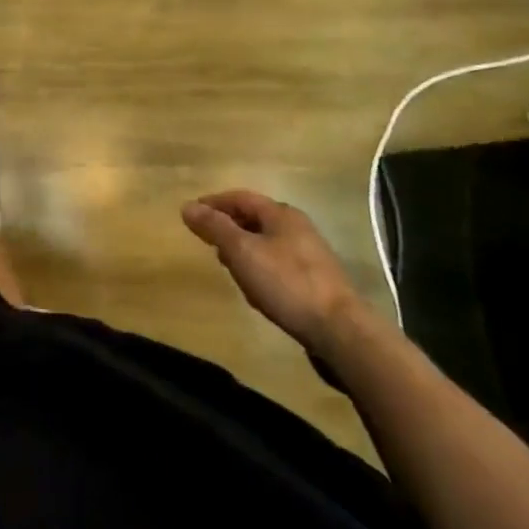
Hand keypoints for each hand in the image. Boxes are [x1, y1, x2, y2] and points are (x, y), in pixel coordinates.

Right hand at [182, 191, 364, 352]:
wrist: (341, 331)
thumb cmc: (286, 283)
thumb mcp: (242, 251)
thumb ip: (214, 227)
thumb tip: (187, 206)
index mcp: (281, 214)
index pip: (240, 197)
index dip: (214, 203)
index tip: (192, 214)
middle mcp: (298, 227)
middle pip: (254, 218)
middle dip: (228, 227)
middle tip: (207, 241)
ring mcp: (310, 255)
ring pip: (266, 242)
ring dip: (243, 249)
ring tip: (227, 266)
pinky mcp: (316, 281)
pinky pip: (278, 264)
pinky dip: (259, 267)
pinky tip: (255, 289)